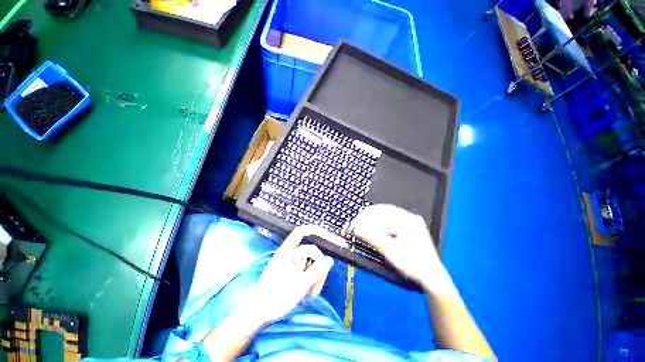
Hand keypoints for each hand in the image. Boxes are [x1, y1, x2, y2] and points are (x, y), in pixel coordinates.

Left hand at [250, 225, 333, 323]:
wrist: (256, 313)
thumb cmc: (275, 299)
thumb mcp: (298, 287)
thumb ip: (316, 272)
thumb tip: (330, 260)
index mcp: (287, 252)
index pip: (303, 234)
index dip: (315, 231)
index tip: (329, 237)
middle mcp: (288, 254)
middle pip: (311, 251)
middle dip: (318, 265)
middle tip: (318, 285)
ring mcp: (289, 262)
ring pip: (310, 261)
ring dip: (315, 274)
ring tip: (312, 292)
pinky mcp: (290, 270)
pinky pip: (305, 269)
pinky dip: (310, 278)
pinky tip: (309, 291)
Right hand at [350, 204, 451, 290]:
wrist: (432, 278)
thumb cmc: (412, 264)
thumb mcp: (390, 251)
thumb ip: (372, 237)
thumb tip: (355, 228)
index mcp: (407, 220)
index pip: (381, 213)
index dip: (366, 217)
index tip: (355, 222)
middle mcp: (410, 218)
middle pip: (384, 212)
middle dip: (369, 216)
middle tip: (357, 222)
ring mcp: (412, 223)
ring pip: (388, 216)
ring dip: (374, 219)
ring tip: (363, 224)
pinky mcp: (411, 229)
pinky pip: (393, 221)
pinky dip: (382, 223)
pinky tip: (375, 227)